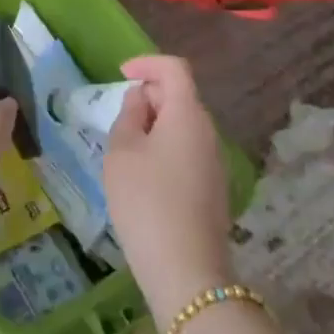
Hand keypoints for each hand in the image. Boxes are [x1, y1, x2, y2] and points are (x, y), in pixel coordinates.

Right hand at [104, 55, 233, 322]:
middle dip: (149, 98)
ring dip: (155, 126)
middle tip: (118, 120)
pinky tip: (144, 178)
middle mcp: (208, 132)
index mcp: (188, 115)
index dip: (147, 64)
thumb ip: (129, 115)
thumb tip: (141, 100)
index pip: (174, 69)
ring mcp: (214, 162)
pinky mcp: (213, 188)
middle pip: (180, 97)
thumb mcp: (122, 152)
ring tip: (125, 151)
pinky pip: (187, 151)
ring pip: (183, 126)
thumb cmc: (146, 201)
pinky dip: (164, 149)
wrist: (185, 270)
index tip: (121, 75)